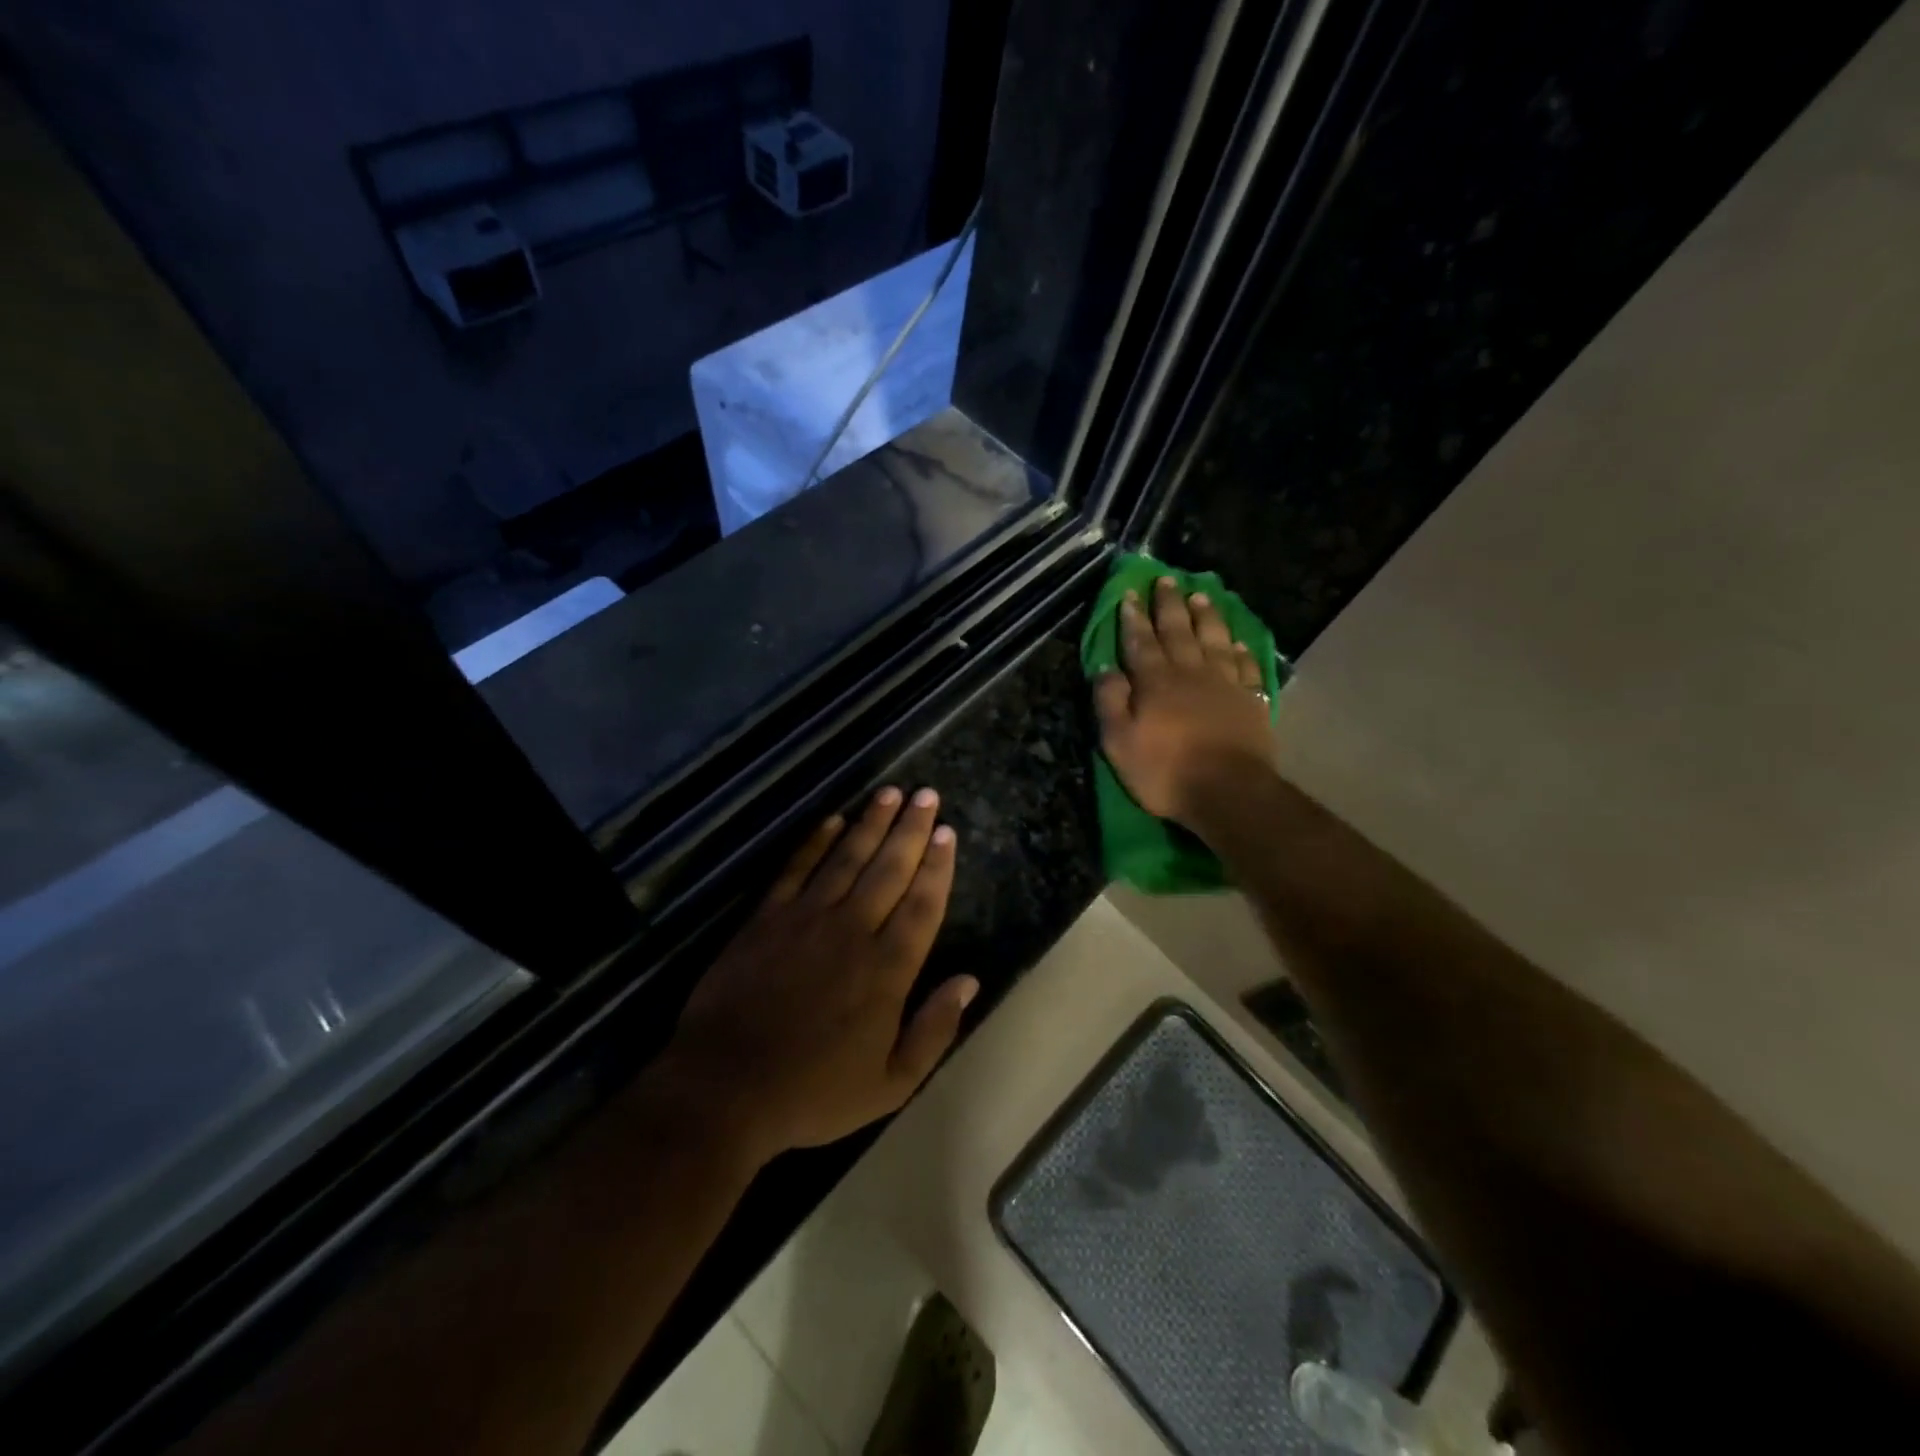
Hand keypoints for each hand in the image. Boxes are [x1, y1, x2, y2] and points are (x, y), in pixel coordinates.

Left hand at [663, 786, 976, 1167]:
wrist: (725, 1089)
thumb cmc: (813, 1093)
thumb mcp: (890, 1084)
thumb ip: (934, 1030)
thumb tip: (969, 981)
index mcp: (887, 970)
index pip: (923, 905)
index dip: (937, 866)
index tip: (947, 833)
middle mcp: (853, 931)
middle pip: (889, 869)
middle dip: (911, 829)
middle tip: (927, 795)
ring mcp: (806, 919)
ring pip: (847, 858)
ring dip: (871, 823)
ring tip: (890, 793)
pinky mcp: (766, 918)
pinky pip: (797, 869)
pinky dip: (816, 841)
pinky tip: (833, 819)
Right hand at [1093, 575, 1275, 824]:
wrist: (1228, 792)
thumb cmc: (1165, 771)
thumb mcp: (1119, 742)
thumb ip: (1110, 702)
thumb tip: (1104, 668)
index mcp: (1155, 681)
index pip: (1140, 641)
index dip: (1133, 617)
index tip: (1129, 593)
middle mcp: (1190, 673)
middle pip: (1178, 631)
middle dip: (1169, 605)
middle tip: (1166, 580)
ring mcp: (1225, 684)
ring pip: (1214, 640)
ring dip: (1206, 616)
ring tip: (1201, 595)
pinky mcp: (1251, 701)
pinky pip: (1245, 667)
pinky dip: (1241, 650)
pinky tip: (1238, 642)